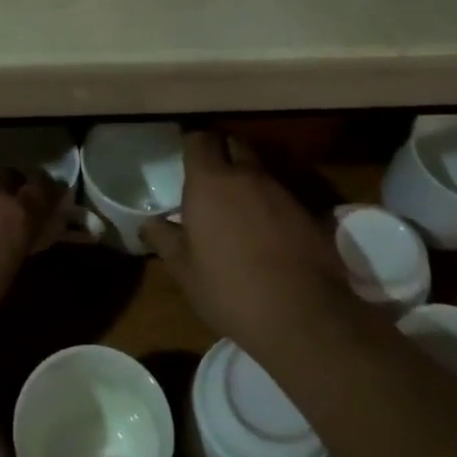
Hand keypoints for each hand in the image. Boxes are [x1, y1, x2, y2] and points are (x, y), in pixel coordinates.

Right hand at [143, 132, 356, 361]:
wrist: (301, 316)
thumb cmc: (229, 290)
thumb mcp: (184, 270)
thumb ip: (164, 238)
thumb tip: (149, 222)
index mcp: (209, 183)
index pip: (199, 140)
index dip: (192, 143)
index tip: (185, 155)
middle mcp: (246, 176)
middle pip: (234, 144)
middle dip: (222, 151)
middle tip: (209, 174)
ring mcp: (281, 191)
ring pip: (259, 169)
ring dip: (246, 177)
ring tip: (236, 204)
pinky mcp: (308, 211)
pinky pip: (281, 194)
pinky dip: (269, 202)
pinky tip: (265, 228)